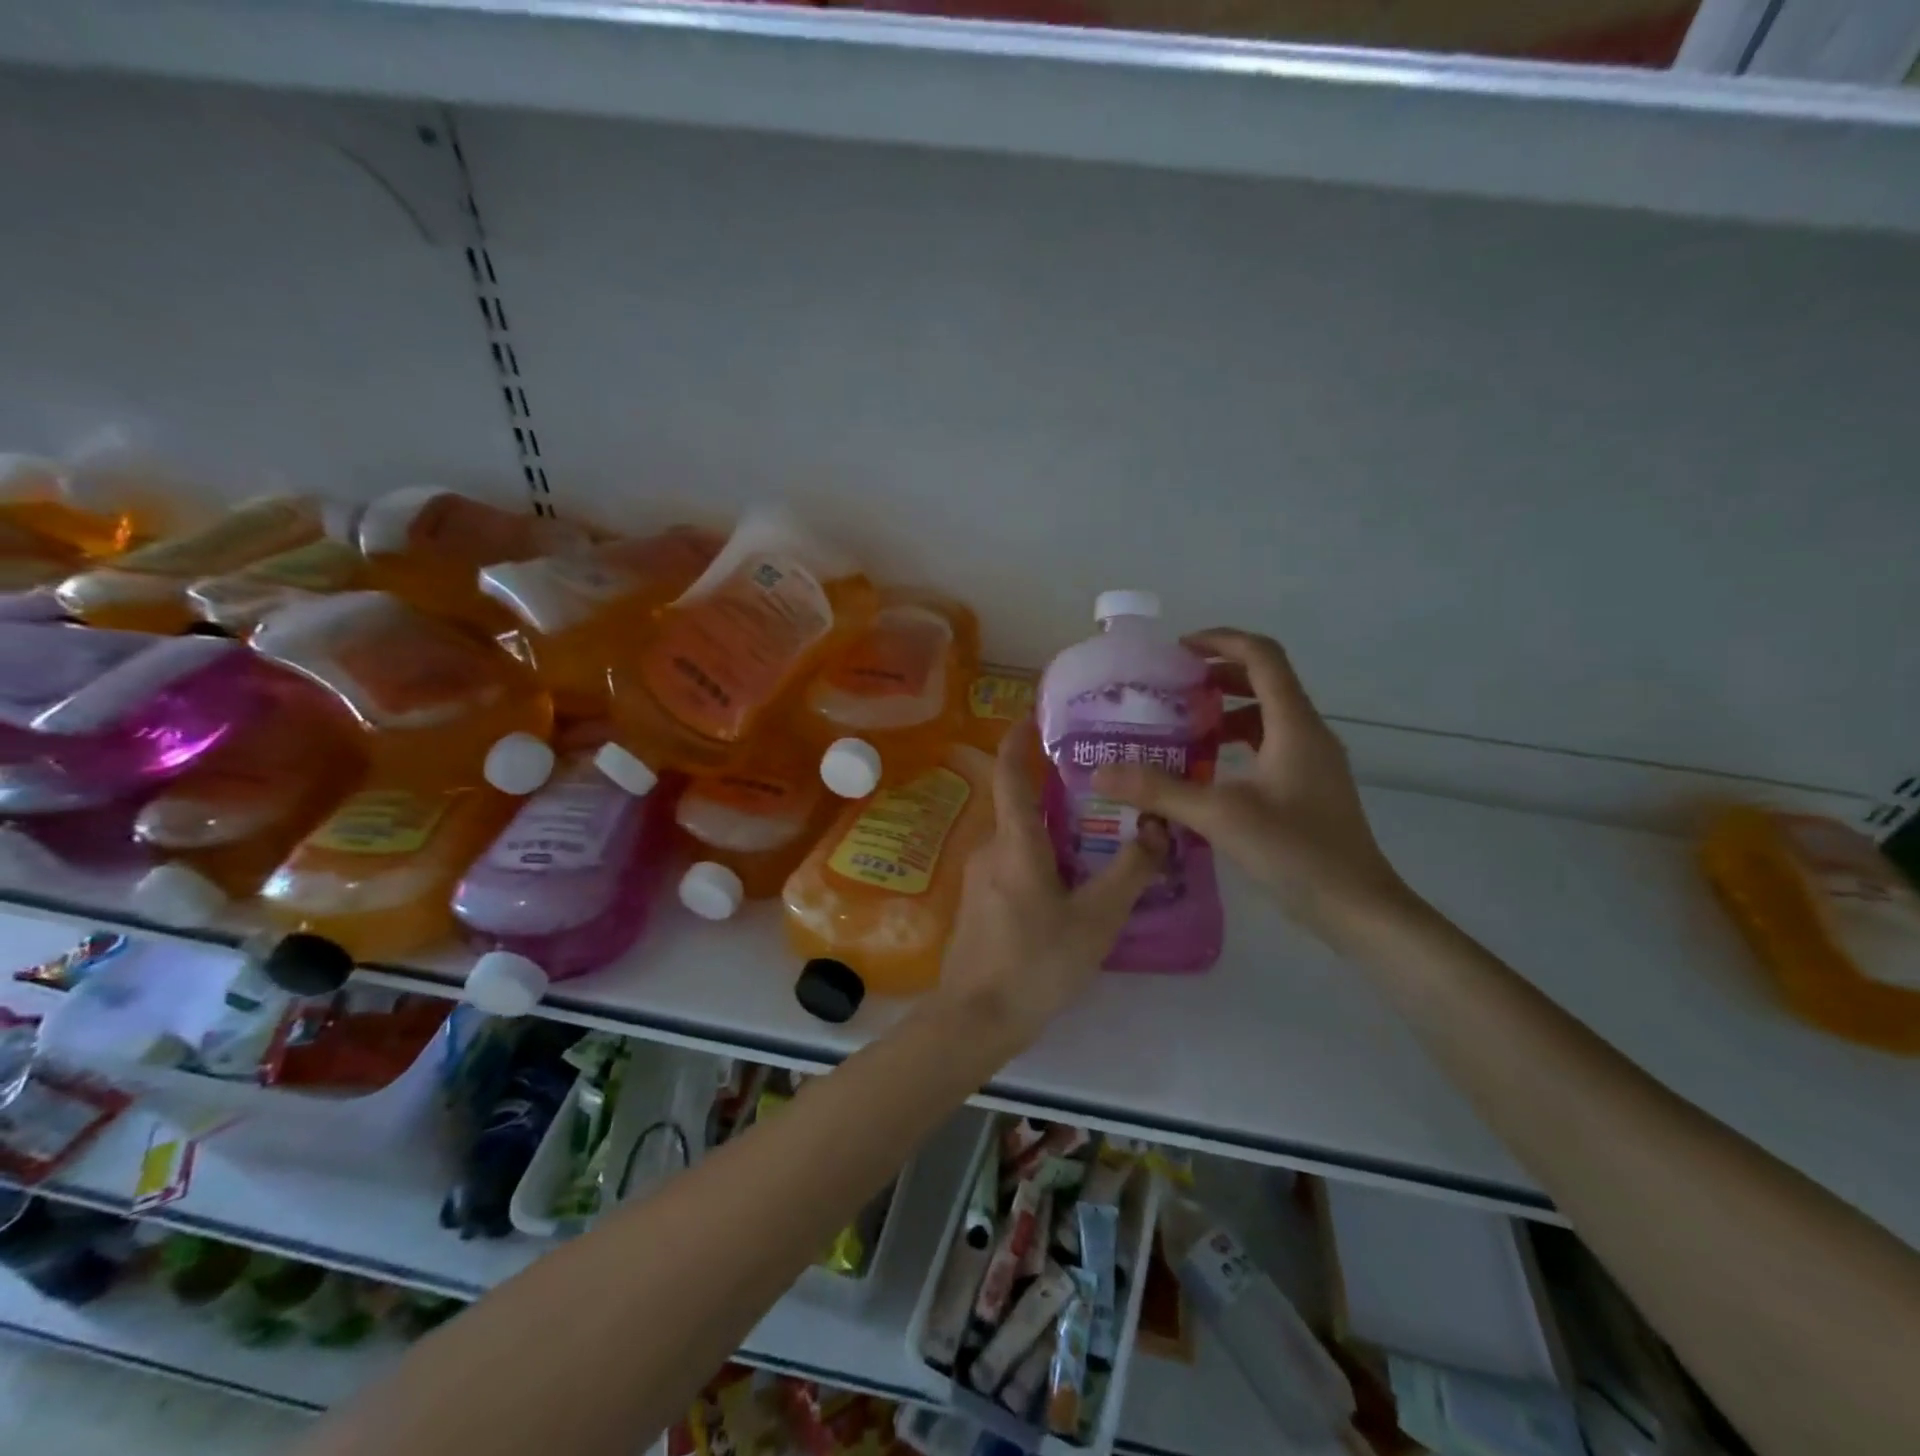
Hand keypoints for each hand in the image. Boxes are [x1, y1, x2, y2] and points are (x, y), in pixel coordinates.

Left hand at [939, 719, 1167, 1045]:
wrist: (976, 1019)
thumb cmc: (1037, 963)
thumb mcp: (1096, 919)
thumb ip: (1130, 871)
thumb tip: (1158, 828)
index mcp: (1015, 842)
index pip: (1010, 773)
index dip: (1020, 739)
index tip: (1036, 714)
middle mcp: (990, 848)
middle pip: (1020, 803)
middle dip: (1052, 786)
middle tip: (1097, 780)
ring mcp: (979, 876)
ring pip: (1018, 836)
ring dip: (1050, 825)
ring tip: (1094, 828)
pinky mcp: (979, 901)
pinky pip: (1012, 861)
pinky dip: (1039, 854)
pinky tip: (1069, 877)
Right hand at [1092, 628, 1411, 949]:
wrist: (1357, 908)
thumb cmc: (1295, 851)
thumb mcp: (1220, 816)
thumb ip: (1160, 790)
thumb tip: (1102, 772)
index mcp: (1294, 724)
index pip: (1262, 656)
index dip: (1221, 641)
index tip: (1178, 650)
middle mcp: (1309, 733)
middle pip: (1266, 681)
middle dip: (1218, 675)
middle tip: (1172, 688)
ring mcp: (1313, 762)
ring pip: (1268, 715)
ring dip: (1227, 710)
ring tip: (1183, 726)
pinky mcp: (1310, 788)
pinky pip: (1271, 745)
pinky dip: (1238, 743)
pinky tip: (1209, 770)